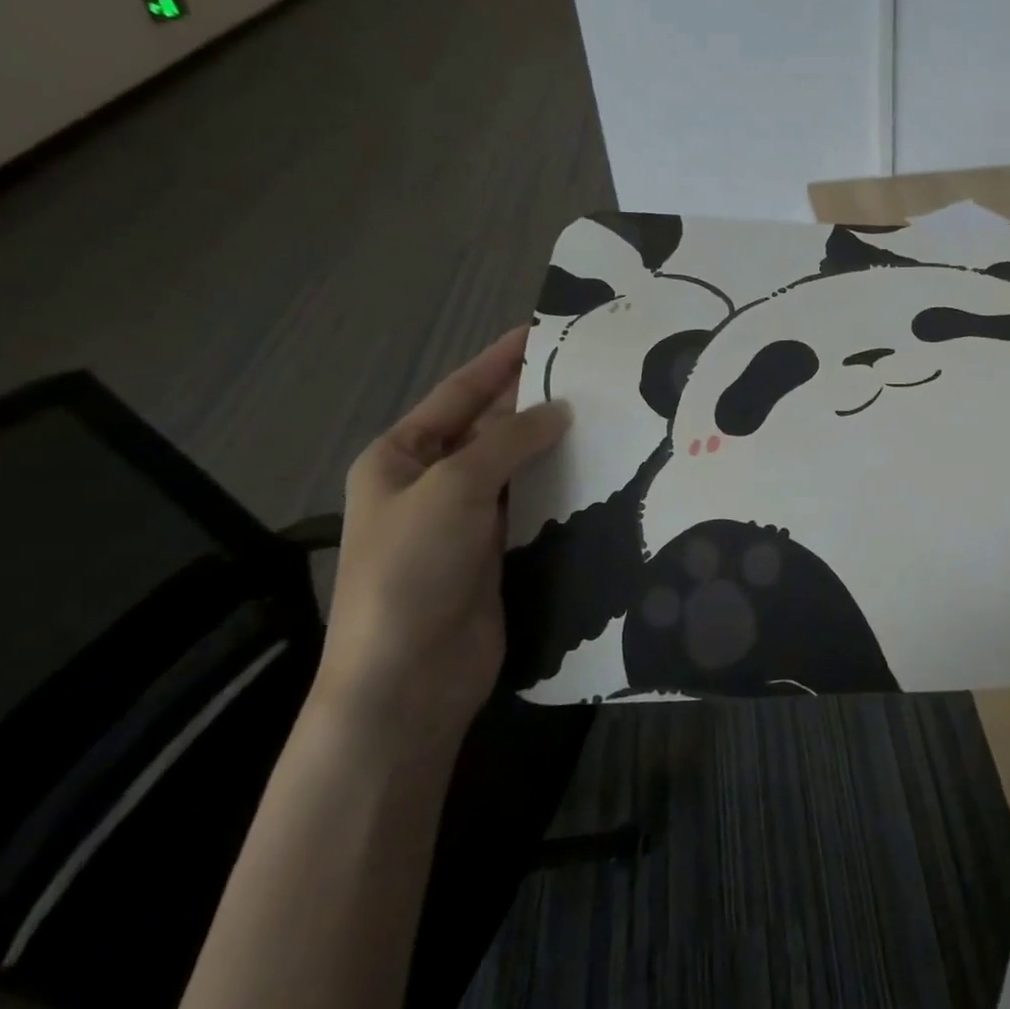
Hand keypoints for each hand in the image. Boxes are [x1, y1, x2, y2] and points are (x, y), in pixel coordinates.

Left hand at [316, 328, 569, 751]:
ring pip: (518, 467)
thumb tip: (561, 410)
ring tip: (608, 415)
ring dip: (554, 445)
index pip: (458, 394)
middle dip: (535, 402)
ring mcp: (466, 520)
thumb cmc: (414, 569)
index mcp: (400, 457)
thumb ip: (509, 441)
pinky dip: (561, 486)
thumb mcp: (455, 488)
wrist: (410, 677)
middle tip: (593, 375)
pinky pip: (534, 505)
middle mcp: (432, 482)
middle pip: (490, 428)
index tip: (544, 331)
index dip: (499, 361)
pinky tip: (600, 470)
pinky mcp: (498, 552)